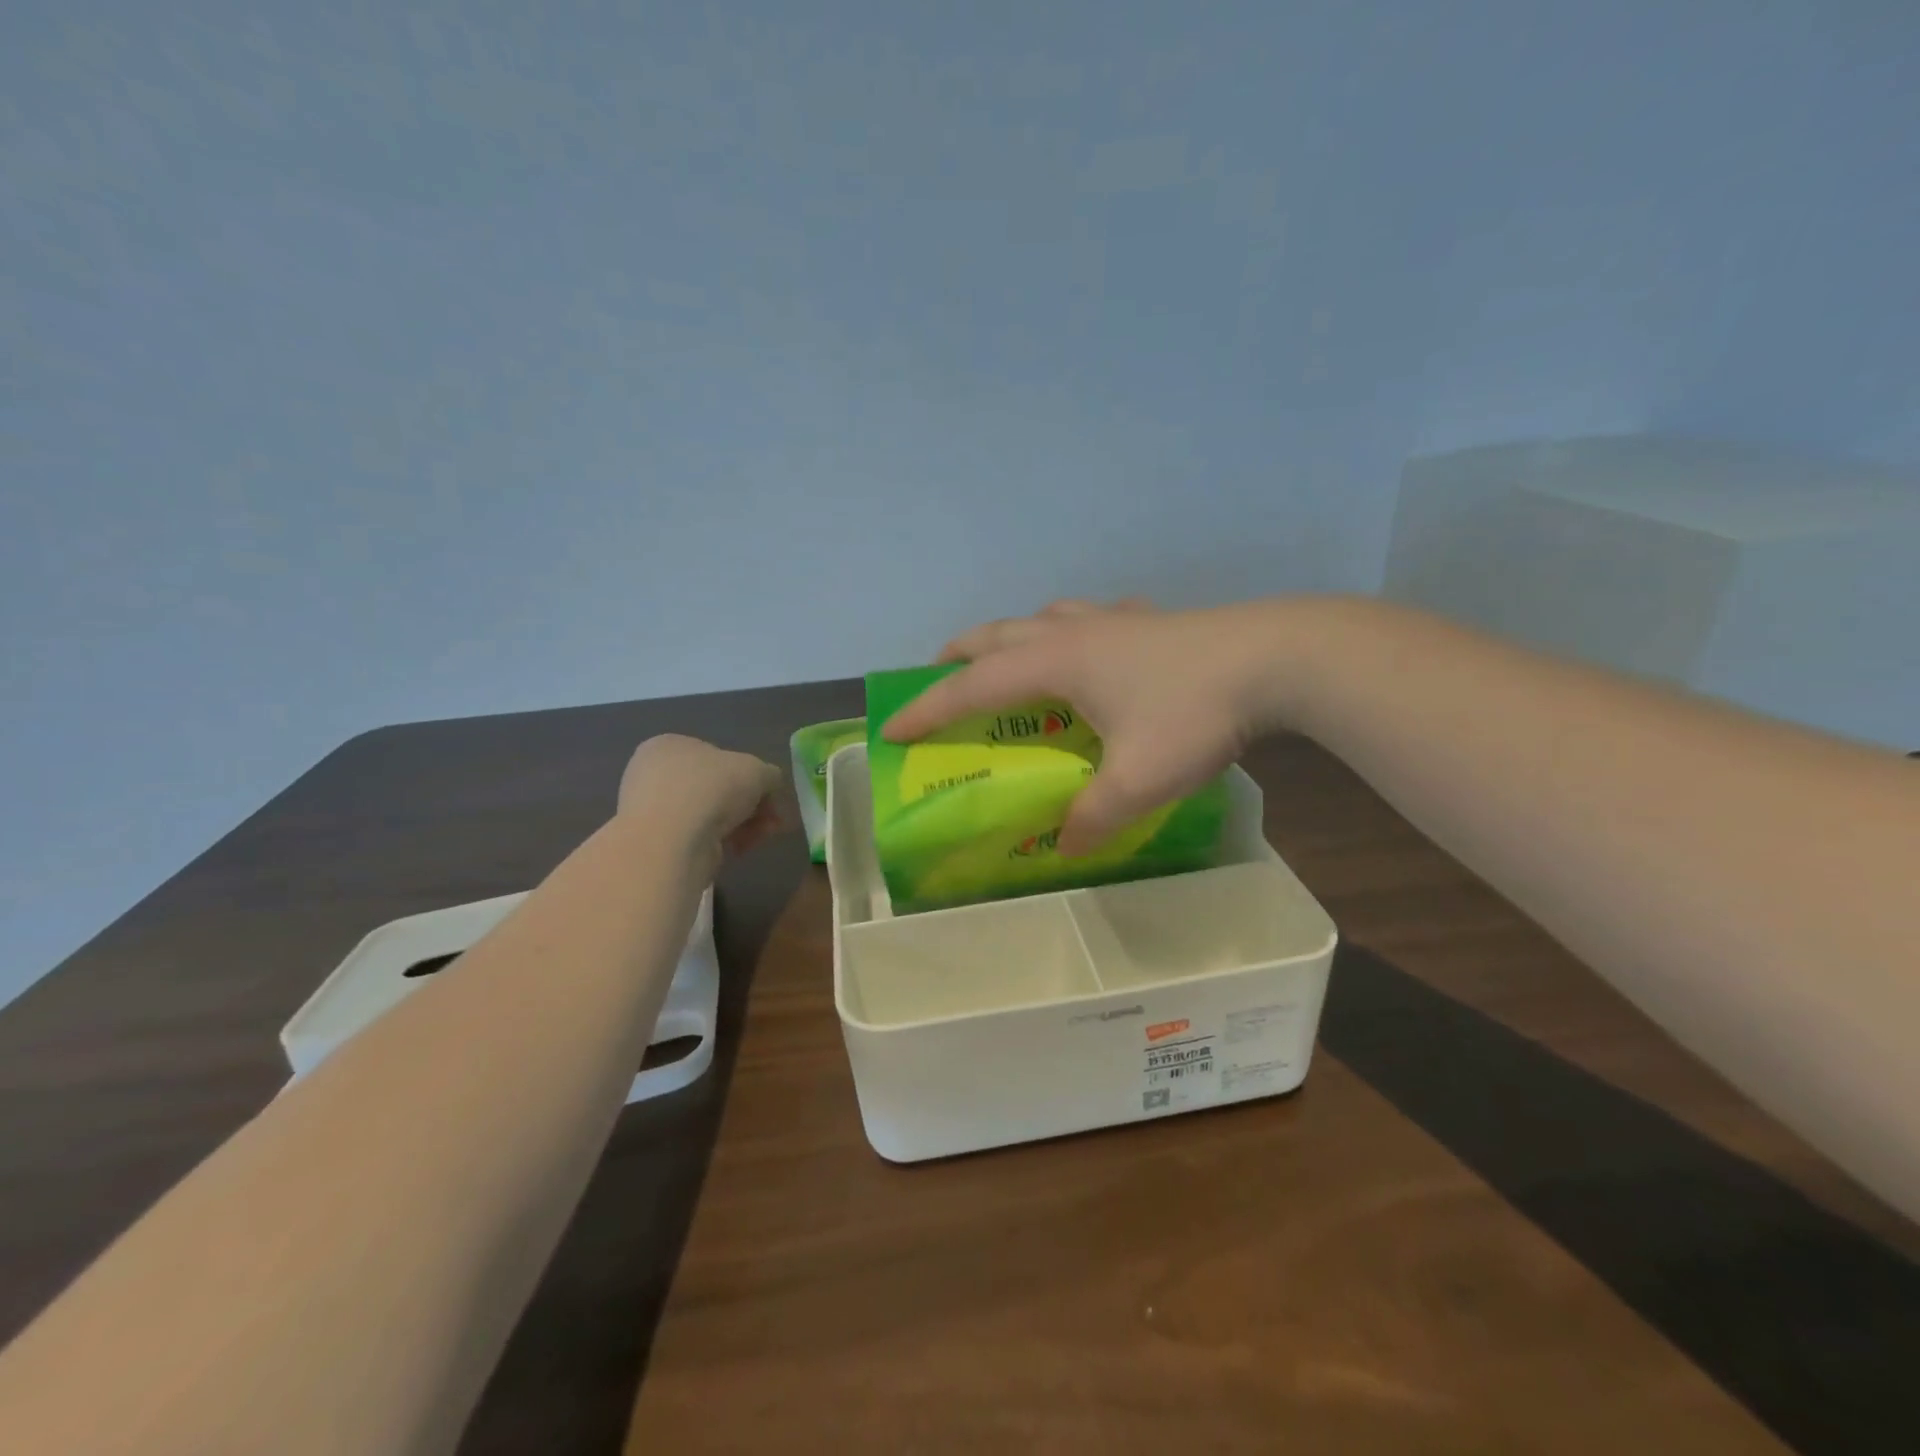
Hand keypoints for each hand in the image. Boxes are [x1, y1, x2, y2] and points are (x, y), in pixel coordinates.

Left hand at [617, 735, 784, 861]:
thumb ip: (769, 775)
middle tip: (773, 822)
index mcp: (670, 745)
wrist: (671, 842)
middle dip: (751, 806)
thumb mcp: (757, 770)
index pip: (718, 758)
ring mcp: (651, 812)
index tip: (772, 798)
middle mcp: (654, 774)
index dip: (751, 778)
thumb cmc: (711, 789)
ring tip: (759, 838)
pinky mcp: (656, 845)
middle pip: (717, 789)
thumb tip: (770, 786)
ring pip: (710, 815)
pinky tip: (737, 850)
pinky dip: (722, 843)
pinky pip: (699, 839)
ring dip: (741, 826)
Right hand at [882, 597, 1305, 854]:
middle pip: (998, 635)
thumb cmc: (1194, 714)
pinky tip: (1097, 647)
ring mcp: (1117, 620)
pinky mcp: (1153, 621)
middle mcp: (1076, 633)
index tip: (893, 728)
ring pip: (1044, 617)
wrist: (1277, 659)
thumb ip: (1094, 818)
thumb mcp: (1138, 781)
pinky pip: (1095, 619)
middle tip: (936, 675)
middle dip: (958, 655)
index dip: (928, 709)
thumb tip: (1065, 847)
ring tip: (1010, 658)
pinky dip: (1074, 631)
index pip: (972, 686)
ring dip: (1014, 636)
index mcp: (1057, 663)